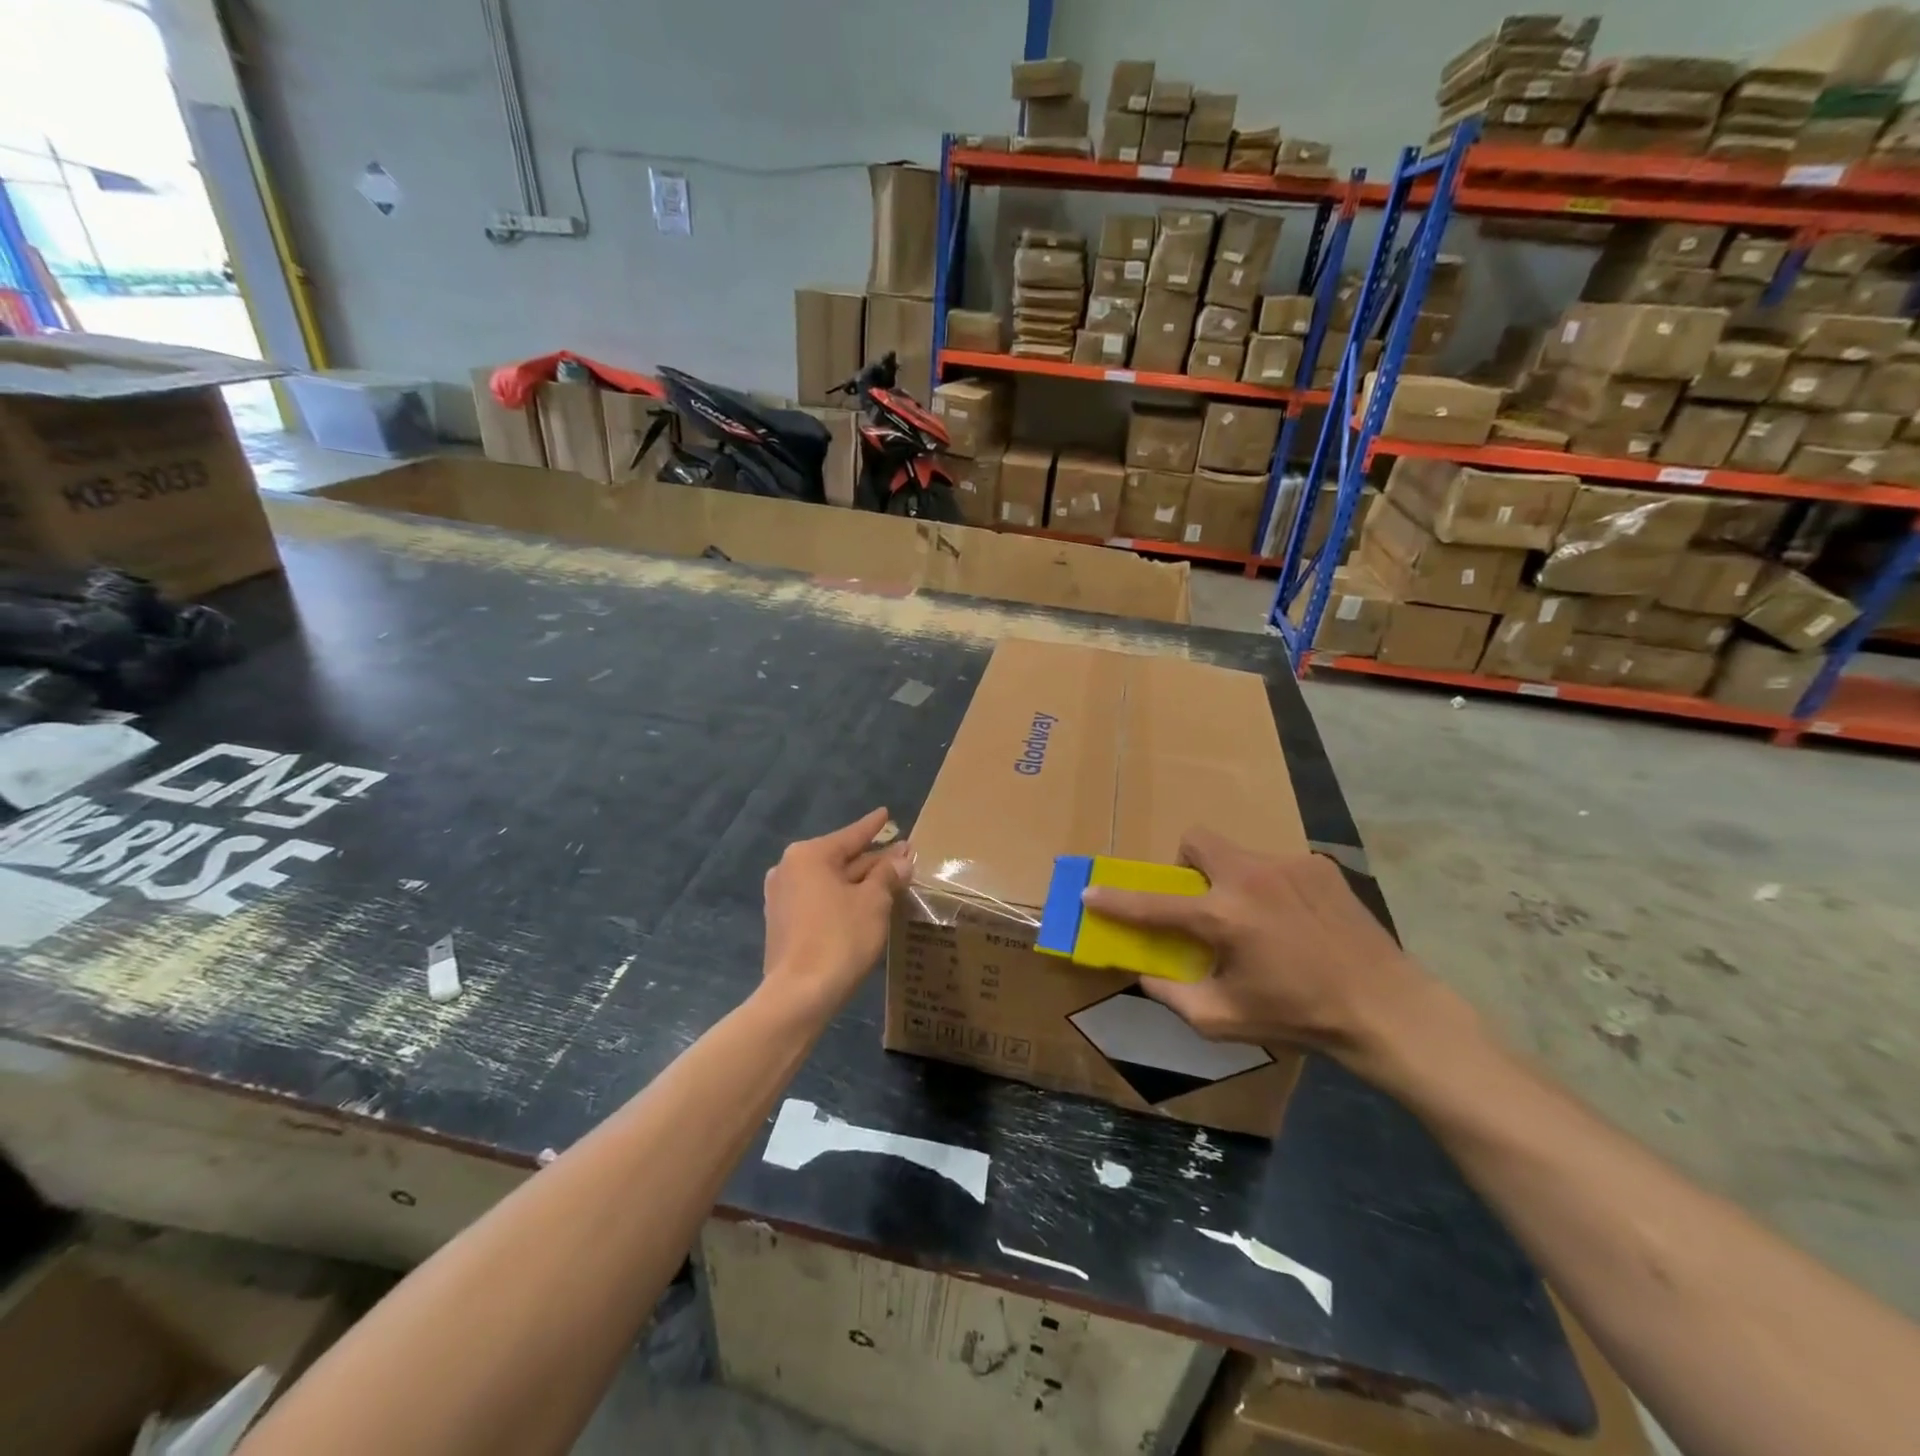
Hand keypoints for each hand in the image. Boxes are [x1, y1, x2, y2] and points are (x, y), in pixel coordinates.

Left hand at [762, 808, 912, 1017]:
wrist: (799, 995)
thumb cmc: (840, 938)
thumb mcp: (873, 902)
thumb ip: (887, 875)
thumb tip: (901, 859)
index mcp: (809, 856)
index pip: (851, 836)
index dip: (873, 827)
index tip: (886, 813)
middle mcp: (789, 869)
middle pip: (840, 858)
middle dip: (872, 858)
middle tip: (901, 854)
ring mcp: (782, 898)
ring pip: (830, 881)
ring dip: (859, 881)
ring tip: (888, 878)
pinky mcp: (783, 924)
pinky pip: (819, 899)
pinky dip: (842, 898)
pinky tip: (863, 903)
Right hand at [1080, 829, 1430, 1061]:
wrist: (1386, 1008)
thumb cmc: (1299, 1017)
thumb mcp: (1224, 1020)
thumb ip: (1173, 995)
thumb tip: (1145, 974)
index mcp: (1223, 918)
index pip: (1154, 905)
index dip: (1116, 901)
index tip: (1091, 893)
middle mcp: (1250, 878)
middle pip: (1196, 841)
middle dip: (1186, 865)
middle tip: (1203, 902)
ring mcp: (1288, 865)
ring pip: (1238, 854)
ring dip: (1233, 880)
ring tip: (1262, 920)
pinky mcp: (1320, 866)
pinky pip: (1278, 866)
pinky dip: (1273, 888)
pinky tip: (1298, 921)